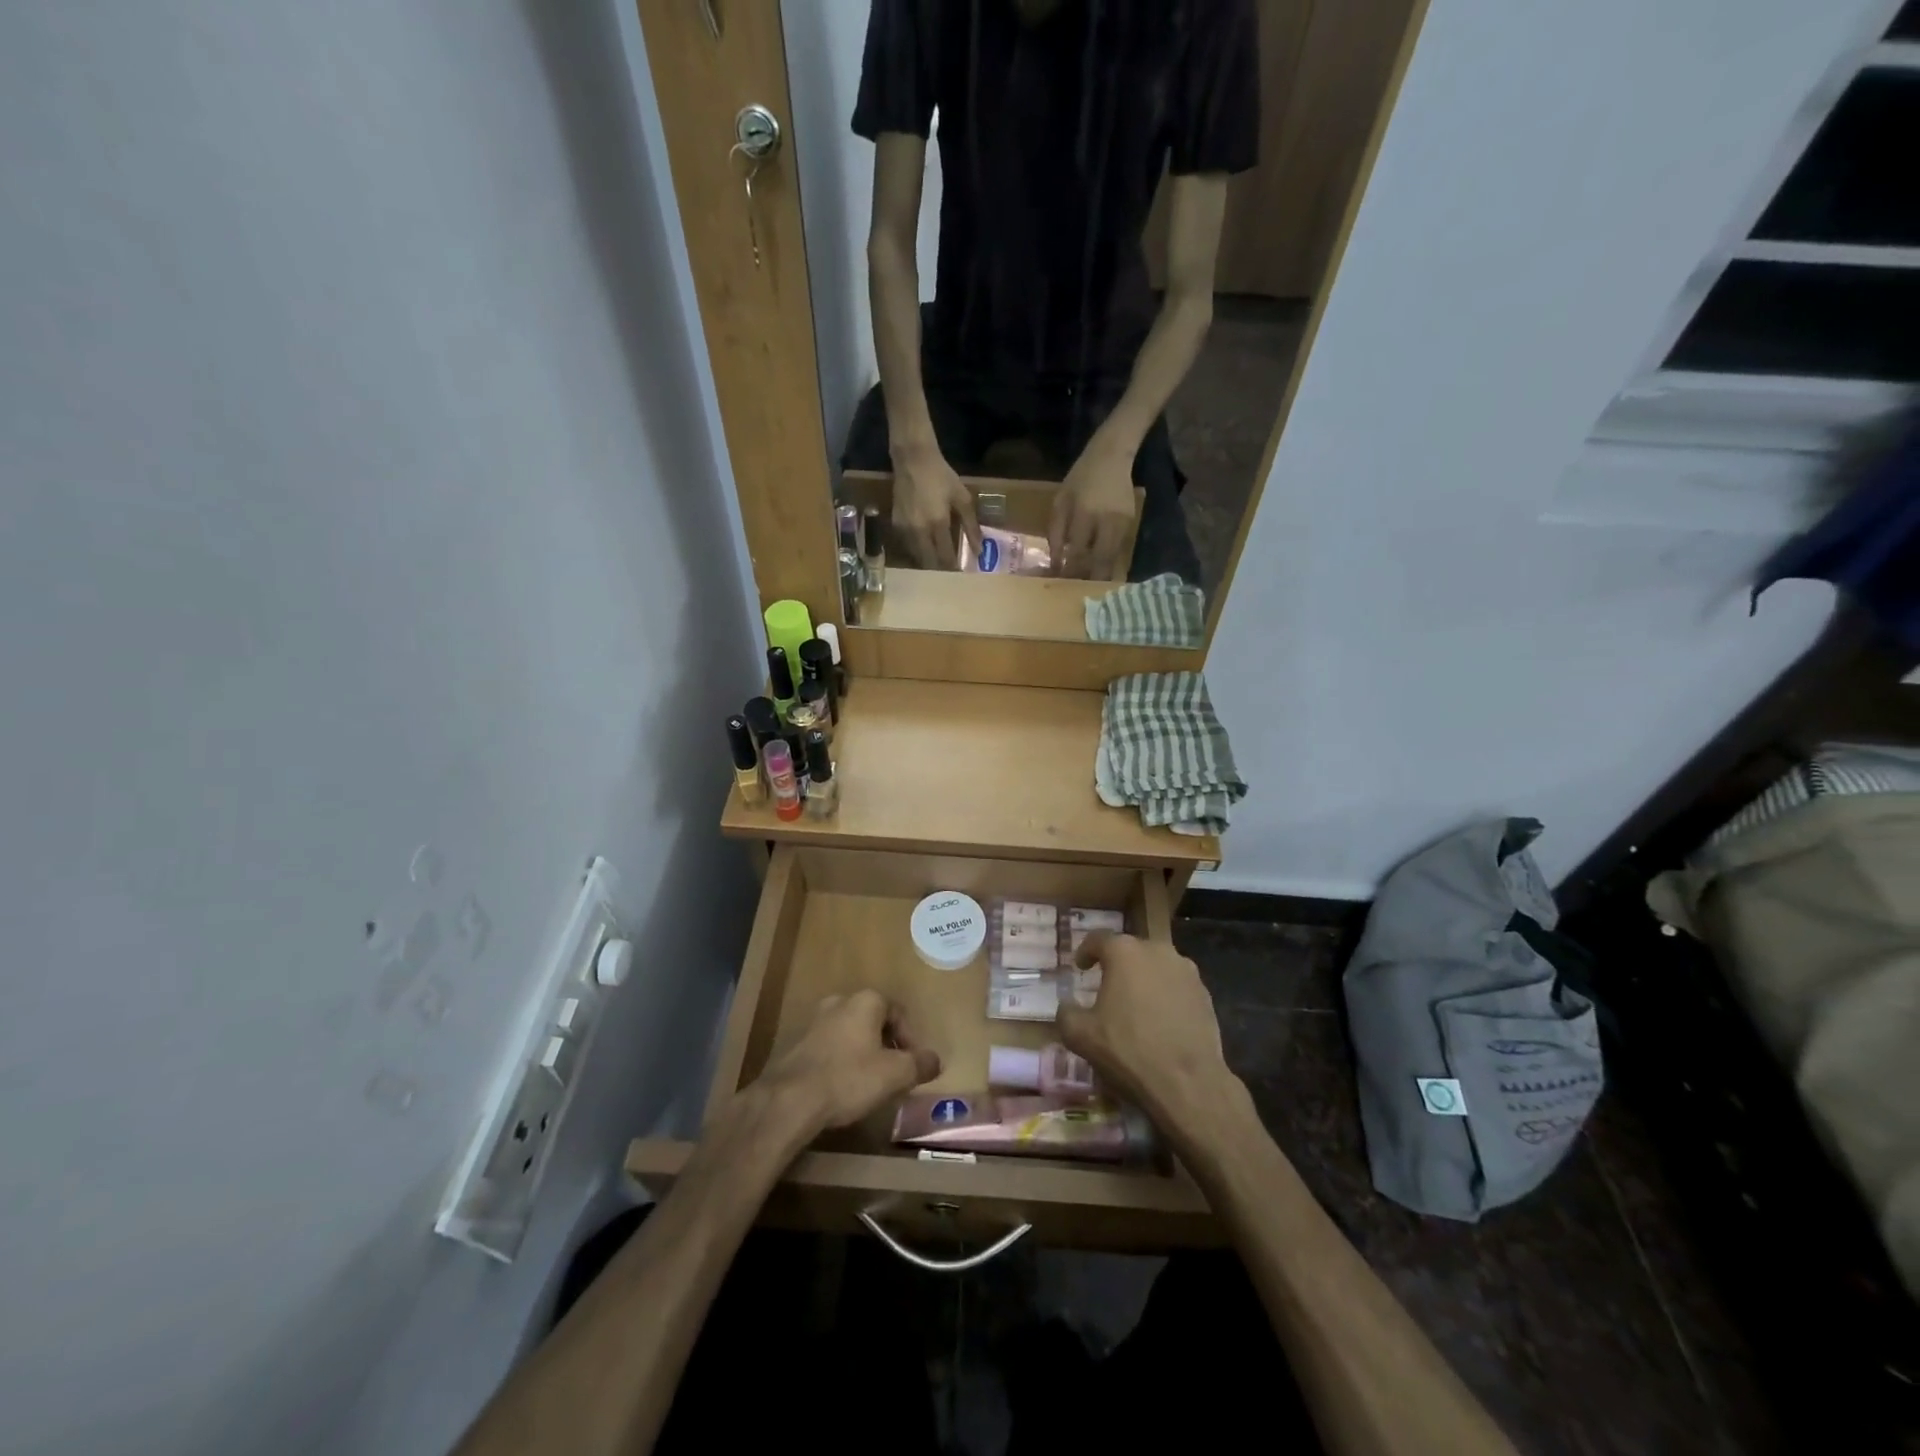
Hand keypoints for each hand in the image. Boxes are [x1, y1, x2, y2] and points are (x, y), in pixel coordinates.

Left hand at [758, 989, 940, 1130]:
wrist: (790, 1099)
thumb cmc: (849, 1078)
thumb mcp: (895, 1074)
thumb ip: (919, 1064)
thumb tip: (935, 1060)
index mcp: (866, 1000)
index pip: (899, 1012)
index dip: (911, 1039)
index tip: (913, 1066)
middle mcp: (840, 1001)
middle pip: (874, 1021)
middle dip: (887, 1046)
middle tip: (894, 1074)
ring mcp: (816, 1021)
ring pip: (852, 1034)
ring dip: (864, 1054)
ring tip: (870, 1084)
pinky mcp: (799, 1043)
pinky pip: (832, 1047)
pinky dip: (843, 1062)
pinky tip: (843, 1087)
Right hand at [892, 443, 979, 568]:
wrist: (913, 459)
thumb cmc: (941, 476)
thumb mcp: (962, 498)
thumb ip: (971, 525)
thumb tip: (979, 550)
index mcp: (938, 524)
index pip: (945, 556)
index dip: (953, 568)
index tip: (961, 575)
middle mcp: (919, 531)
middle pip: (928, 562)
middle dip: (939, 570)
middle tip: (948, 574)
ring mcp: (904, 529)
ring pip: (915, 557)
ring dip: (926, 562)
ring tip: (937, 564)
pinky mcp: (895, 524)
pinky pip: (906, 546)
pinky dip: (916, 551)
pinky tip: (923, 549)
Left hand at [1050, 437, 1136, 579]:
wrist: (1112, 456)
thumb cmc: (1080, 478)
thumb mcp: (1060, 500)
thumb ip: (1056, 531)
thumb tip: (1056, 561)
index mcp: (1084, 513)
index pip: (1075, 551)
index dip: (1068, 570)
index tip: (1059, 583)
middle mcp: (1106, 520)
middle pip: (1098, 560)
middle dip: (1087, 579)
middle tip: (1077, 593)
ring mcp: (1122, 523)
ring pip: (1111, 558)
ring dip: (1100, 574)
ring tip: (1088, 587)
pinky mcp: (1132, 523)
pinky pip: (1119, 550)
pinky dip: (1109, 562)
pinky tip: (1100, 571)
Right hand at [1056, 933, 1235, 1131]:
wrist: (1187, 1083)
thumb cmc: (1128, 1050)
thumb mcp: (1080, 1035)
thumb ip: (1066, 1012)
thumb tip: (1067, 1005)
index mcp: (1124, 952)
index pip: (1098, 939)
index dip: (1085, 951)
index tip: (1080, 967)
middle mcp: (1157, 951)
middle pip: (1131, 951)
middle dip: (1117, 965)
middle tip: (1106, 987)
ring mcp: (1186, 971)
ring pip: (1157, 967)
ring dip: (1144, 980)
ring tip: (1135, 1005)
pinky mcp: (1206, 994)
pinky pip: (1177, 986)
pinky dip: (1166, 996)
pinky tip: (1160, 1021)